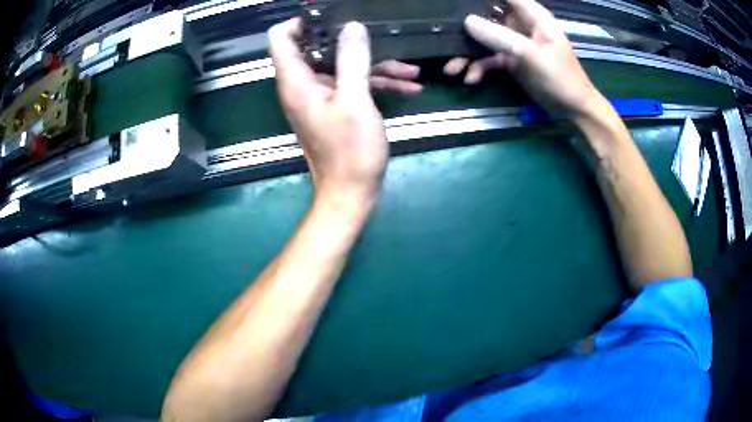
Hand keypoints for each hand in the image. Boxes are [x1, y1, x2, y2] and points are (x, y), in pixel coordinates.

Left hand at [269, 18, 397, 205]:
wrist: (351, 193)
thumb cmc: (350, 151)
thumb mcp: (355, 100)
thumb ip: (352, 59)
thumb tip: (352, 27)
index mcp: (297, 81)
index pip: (281, 38)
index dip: (302, 22)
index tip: (333, 17)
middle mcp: (303, 85)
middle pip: (318, 48)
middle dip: (351, 40)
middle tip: (381, 35)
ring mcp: (320, 96)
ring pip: (343, 66)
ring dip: (376, 65)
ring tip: (411, 70)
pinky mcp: (335, 107)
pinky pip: (352, 85)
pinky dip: (377, 83)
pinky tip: (408, 87)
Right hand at [444, 0, 601, 116]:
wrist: (572, 110)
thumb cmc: (561, 79)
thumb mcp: (531, 56)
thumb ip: (500, 37)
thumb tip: (467, 21)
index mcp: (531, 15)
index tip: (455, 2)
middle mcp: (519, 24)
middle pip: (485, 14)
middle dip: (465, 26)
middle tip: (445, 36)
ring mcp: (513, 42)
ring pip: (483, 38)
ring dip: (467, 52)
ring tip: (452, 68)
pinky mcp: (509, 59)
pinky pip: (487, 58)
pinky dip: (477, 67)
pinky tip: (470, 79)